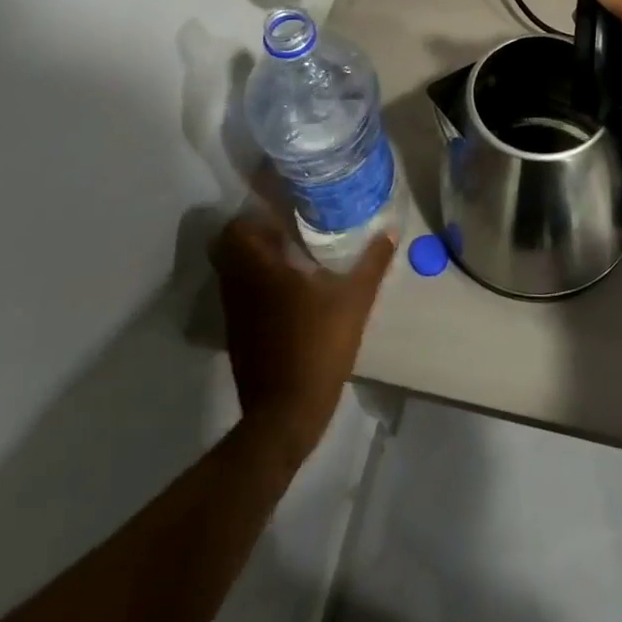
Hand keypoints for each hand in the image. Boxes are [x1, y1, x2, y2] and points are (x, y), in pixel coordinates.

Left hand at [209, 210, 394, 467]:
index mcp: (259, 270)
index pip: (237, 227)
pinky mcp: (238, 336)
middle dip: (256, 234)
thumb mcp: (354, 302)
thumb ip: (371, 263)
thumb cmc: (317, 347)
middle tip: (289, 227)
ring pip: (236, 272)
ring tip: (293, 254)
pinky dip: (258, 286)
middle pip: (232, 247)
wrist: (285, 414)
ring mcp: (235, 314)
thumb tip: (389, 231)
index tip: (282, 207)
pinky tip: (290, 291)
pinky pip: (242, 296)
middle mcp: (239, 286)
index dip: (255, 213)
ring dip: (257, 260)